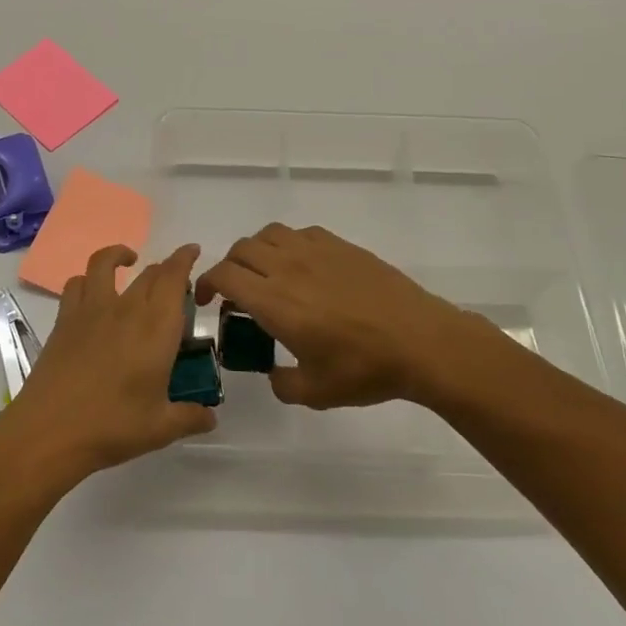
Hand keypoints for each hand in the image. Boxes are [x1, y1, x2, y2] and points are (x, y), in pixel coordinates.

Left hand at [2, 243, 215, 480]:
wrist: (50, 432)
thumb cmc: (112, 427)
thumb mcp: (160, 428)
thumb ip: (189, 418)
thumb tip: (211, 419)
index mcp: (156, 327)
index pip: (173, 277)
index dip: (184, 258)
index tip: (192, 251)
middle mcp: (126, 308)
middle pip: (149, 272)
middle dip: (165, 269)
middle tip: (173, 283)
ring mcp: (91, 310)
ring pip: (104, 263)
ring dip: (119, 255)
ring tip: (128, 262)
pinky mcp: (64, 320)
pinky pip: (76, 284)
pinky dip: (87, 280)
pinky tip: (93, 294)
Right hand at [196, 224, 492, 409]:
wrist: (419, 341)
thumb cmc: (365, 369)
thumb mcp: (315, 392)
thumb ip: (282, 384)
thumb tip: (273, 374)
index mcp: (275, 301)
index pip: (224, 276)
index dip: (206, 284)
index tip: (206, 302)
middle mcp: (288, 268)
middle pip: (241, 250)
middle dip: (228, 268)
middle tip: (235, 294)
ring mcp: (316, 251)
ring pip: (269, 234)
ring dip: (256, 251)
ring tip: (265, 275)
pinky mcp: (340, 245)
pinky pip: (300, 233)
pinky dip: (287, 245)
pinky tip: (301, 268)